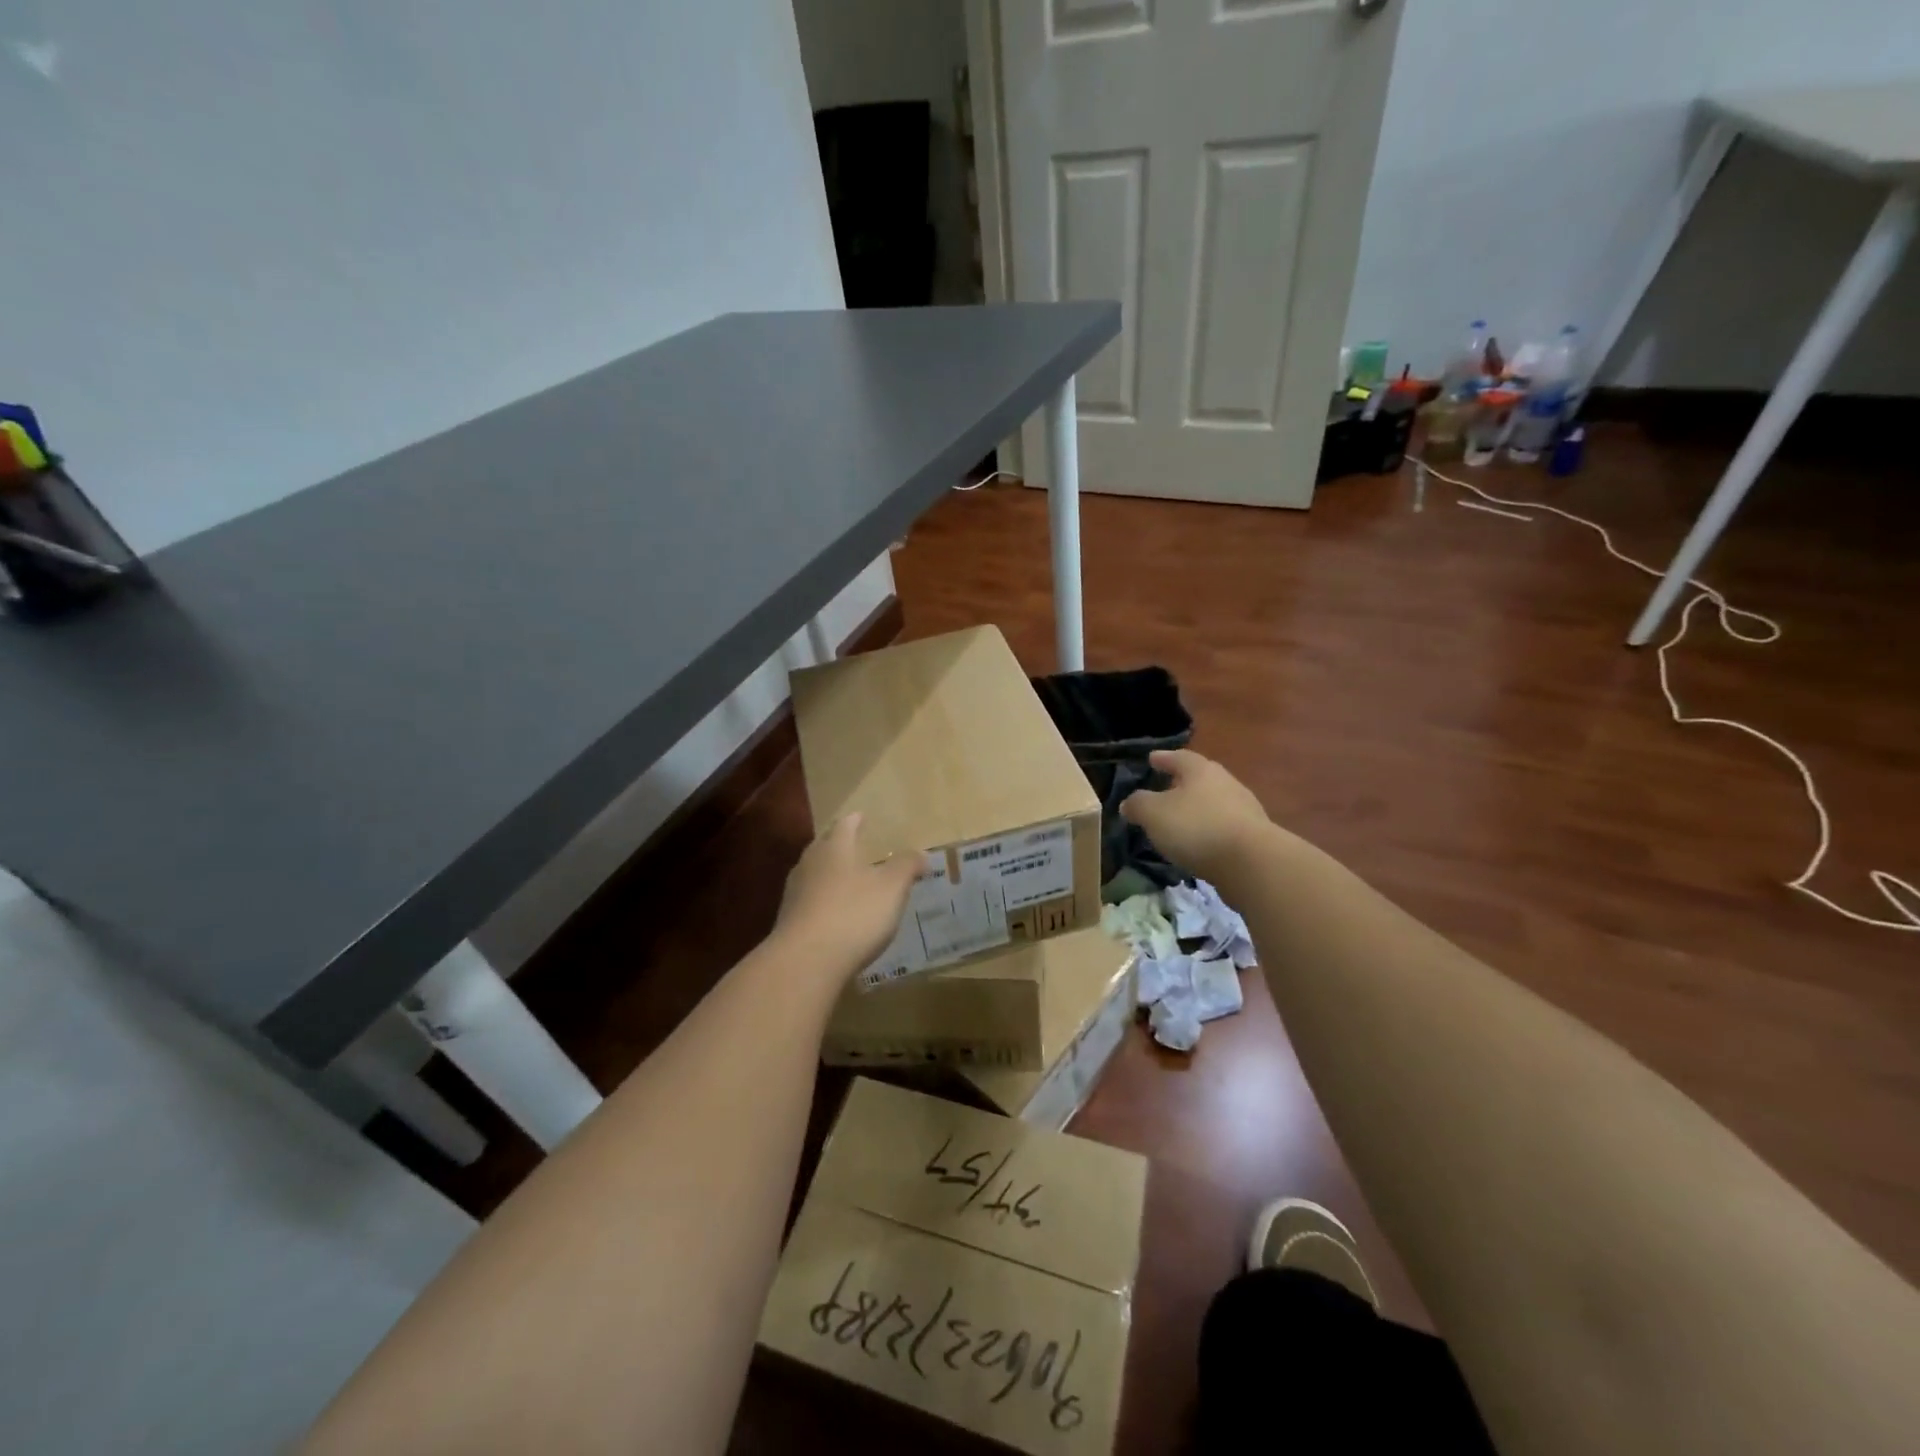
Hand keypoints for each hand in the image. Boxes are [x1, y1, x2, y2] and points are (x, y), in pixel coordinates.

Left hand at [774, 814, 926, 979]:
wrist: (806, 962)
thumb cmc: (854, 913)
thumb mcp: (892, 887)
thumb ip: (907, 866)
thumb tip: (921, 854)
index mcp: (834, 848)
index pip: (844, 825)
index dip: (855, 821)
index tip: (862, 816)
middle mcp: (810, 864)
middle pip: (824, 847)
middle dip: (839, 845)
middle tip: (855, 846)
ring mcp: (795, 894)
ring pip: (814, 875)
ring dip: (830, 875)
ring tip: (848, 881)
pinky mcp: (789, 923)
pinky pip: (810, 903)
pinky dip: (824, 903)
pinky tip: (836, 916)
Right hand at [1120, 749, 1275, 881]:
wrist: (1251, 863)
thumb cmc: (1196, 827)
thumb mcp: (1154, 814)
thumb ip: (1138, 805)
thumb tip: (1129, 803)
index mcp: (1200, 770)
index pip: (1178, 757)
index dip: (1162, 758)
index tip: (1151, 758)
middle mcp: (1225, 782)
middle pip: (1199, 778)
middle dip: (1181, 783)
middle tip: (1164, 789)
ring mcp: (1244, 809)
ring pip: (1213, 802)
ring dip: (1196, 809)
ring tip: (1179, 821)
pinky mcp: (1253, 836)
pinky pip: (1223, 826)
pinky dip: (1208, 830)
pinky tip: (1198, 843)